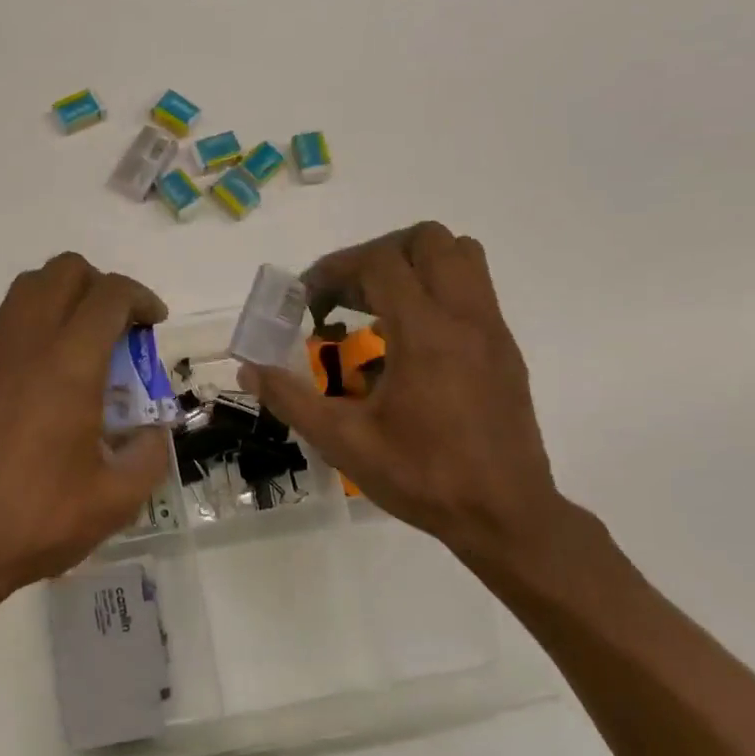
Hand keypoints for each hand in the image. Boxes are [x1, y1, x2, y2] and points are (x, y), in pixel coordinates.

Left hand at [0, 252, 172, 603]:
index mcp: (68, 365)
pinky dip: (35, 327)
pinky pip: (6, 324)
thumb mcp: (117, 499)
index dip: (140, 298)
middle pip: (62, 271)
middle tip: (119, 328)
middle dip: (100, 285)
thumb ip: (149, 454)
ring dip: (63, 299)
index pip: (108, 296)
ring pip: (27, 290)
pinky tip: (47, 380)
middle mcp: (25, 345)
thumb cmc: (38, 519)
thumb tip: (152, 432)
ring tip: (84, 348)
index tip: (154, 324)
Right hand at [238, 224, 569, 569]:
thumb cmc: (422, 477)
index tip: (306, 301)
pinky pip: (473, 290)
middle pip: (427, 240)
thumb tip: (249, 370)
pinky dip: (435, 293)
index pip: (379, 262)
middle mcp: (465, 317)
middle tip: (345, 297)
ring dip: (413, 266)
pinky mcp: (505, 349)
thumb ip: (291, 399)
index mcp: (425, 334)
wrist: (504, 515)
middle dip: (376, 256)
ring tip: (378, 308)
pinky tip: (408, 343)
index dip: (334, 269)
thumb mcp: (343, 442)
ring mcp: (493, 330)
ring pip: (460, 256)